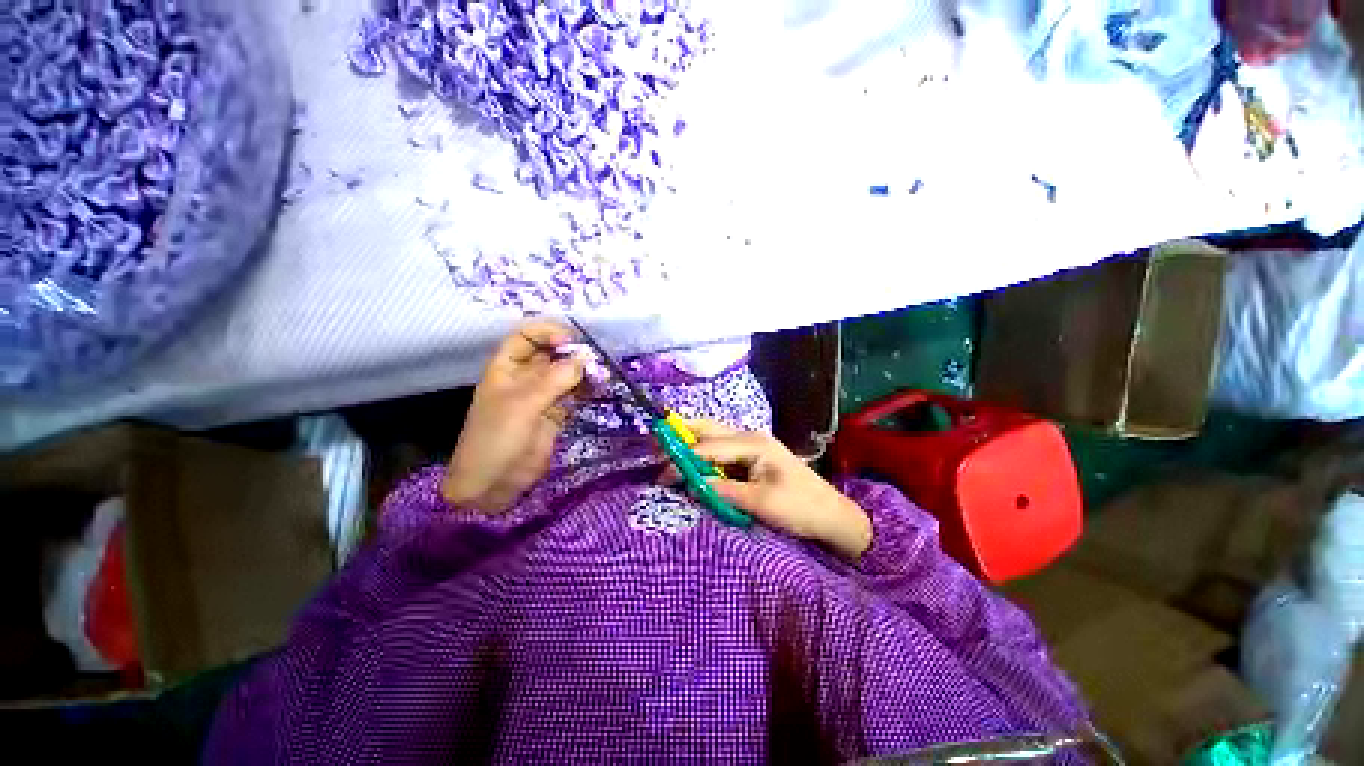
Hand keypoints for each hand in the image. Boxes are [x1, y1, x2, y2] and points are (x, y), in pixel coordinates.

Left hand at [442, 320, 584, 511]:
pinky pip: (574, 394)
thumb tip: (586, 358)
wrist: (492, 484)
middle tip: (595, 359)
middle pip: (550, 353)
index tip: (570, 341)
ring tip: (602, 373)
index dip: (547, 333)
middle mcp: (525, 377)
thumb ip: (555, 380)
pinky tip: (600, 387)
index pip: (526, 337)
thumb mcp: (523, 404)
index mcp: (506, 368)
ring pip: (566, 374)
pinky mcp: (556, 414)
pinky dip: (587, 389)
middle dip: (572, 352)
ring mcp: (542, 396)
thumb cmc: (497, 438)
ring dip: (583, 371)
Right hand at [672, 420, 872, 559]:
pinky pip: (721, 453)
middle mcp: (749, 437)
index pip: (708, 446)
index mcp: (752, 443)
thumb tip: (690, 484)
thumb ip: (723, 490)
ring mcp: (751, 447)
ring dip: (691, 445)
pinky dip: (703, 457)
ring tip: (668, 455)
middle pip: (708, 429)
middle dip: (682, 436)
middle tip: (657, 447)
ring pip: (713, 438)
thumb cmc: (800, 507)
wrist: (832, 516)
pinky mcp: (751, 459)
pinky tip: (692, 466)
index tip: (661, 474)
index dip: (683, 458)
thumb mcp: (760, 502)